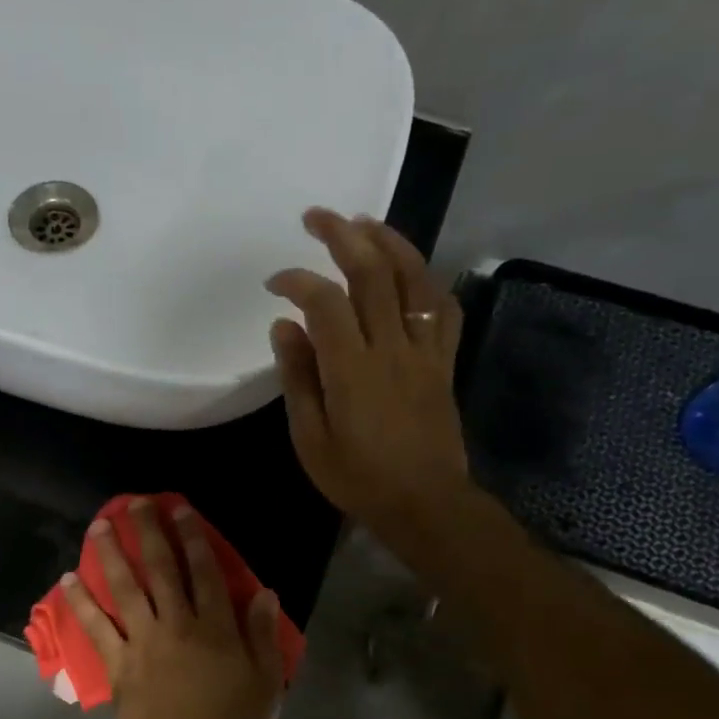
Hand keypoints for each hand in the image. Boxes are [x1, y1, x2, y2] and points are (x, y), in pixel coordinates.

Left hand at [61, 500, 283, 718]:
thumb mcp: (265, 685)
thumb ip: (263, 636)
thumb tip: (263, 592)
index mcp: (215, 628)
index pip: (205, 572)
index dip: (194, 539)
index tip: (181, 511)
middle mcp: (176, 623)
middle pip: (161, 569)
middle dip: (149, 532)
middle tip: (136, 503)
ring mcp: (142, 640)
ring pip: (125, 587)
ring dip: (111, 553)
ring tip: (99, 525)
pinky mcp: (118, 661)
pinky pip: (96, 626)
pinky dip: (81, 603)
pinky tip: (68, 579)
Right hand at [266, 208, 471, 537]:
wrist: (425, 503)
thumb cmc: (358, 478)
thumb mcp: (310, 438)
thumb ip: (297, 378)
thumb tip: (284, 325)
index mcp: (352, 369)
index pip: (325, 303)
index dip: (297, 280)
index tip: (274, 282)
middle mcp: (392, 348)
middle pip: (372, 274)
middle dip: (343, 236)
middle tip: (317, 216)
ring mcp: (424, 351)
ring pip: (414, 280)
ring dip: (389, 242)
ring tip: (364, 222)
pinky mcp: (444, 362)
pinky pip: (444, 309)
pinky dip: (427, 281)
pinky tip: (411, 271)